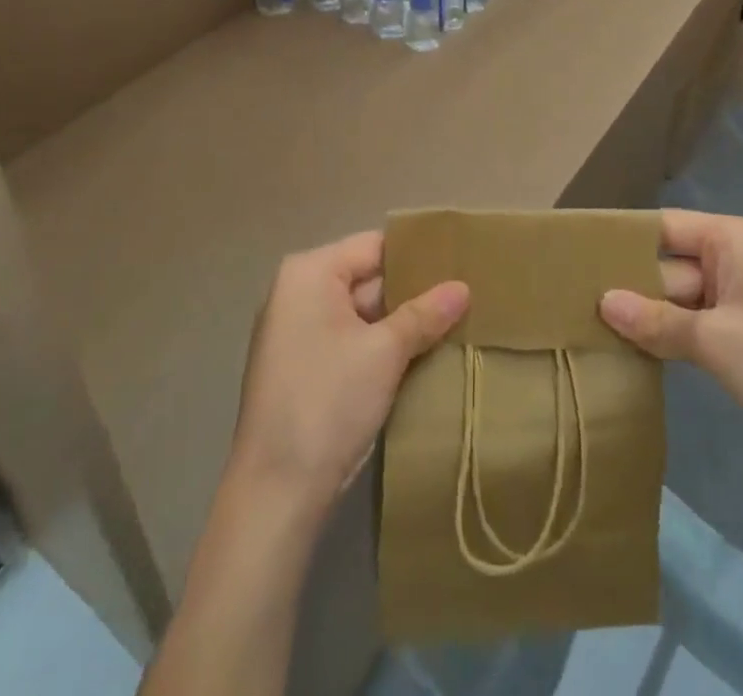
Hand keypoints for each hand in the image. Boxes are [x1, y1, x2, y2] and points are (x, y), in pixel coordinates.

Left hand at [228, 231, 468, 516]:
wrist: (275, 494)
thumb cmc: (327, 403)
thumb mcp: (384, 353)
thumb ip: (425, 314)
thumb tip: (463, 287)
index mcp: (309, 273)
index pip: (374, 247)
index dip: (417, 255)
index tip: (460, 262)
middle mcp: (298, 293)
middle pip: (368, 278)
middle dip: (414, 292)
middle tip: (467, 296)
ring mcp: (299, 333)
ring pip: (363, 314)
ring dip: (403, 323)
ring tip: (456, 323)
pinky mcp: (304, 368)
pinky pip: (352, 341)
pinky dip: (383, 347)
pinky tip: (424, 355)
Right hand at [600, 209, 742, 497]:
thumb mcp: (716, 340)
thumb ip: (656, 320)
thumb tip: (602, 302)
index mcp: (731, 240)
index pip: (662, 227)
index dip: (620, 240)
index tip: (572, 254)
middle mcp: (732, 262)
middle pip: (665, 264)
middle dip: (626, 285)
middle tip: (568, 301)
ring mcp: (737, 304)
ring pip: (674, 300)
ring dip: (643, 317)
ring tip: (584, 327)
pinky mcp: (739, 342)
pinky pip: (690, 330)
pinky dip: (664, 340)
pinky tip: (625, 352)